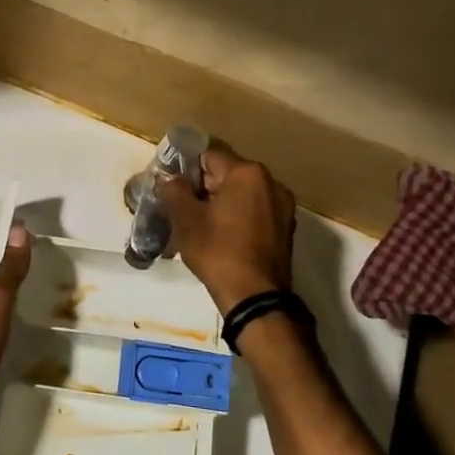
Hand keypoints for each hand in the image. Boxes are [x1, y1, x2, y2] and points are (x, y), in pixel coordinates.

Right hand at [157, 145, 295, 314]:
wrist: (256, 298)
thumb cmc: (218, 252)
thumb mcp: (185, 220)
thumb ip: (173, 191)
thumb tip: (169, 180)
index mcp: (247, 172)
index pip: (208, 155)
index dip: (185, 168)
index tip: (171, 187)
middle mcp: (270, 182)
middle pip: (226, 174)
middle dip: (202, 188)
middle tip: (181, 210)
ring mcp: (282, 206)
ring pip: (240, 195)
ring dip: (219, 204)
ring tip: (199, 227)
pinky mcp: (285, 228)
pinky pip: (254, 212)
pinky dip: (236, 218)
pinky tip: (220, 238)